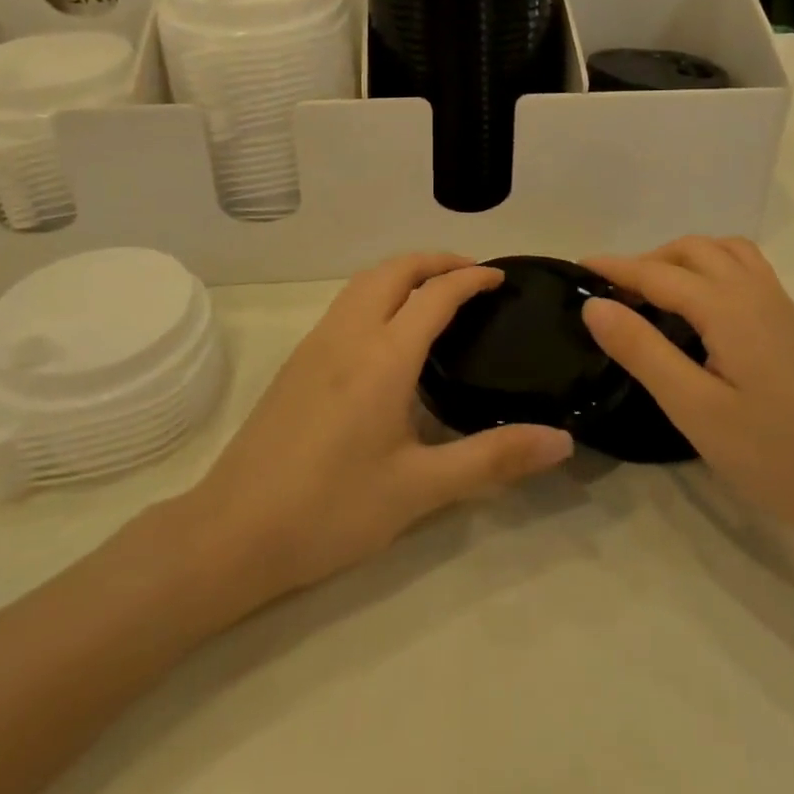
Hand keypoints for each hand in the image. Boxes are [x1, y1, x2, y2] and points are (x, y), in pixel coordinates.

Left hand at [187, 253, 573, 595]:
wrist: (231, 533)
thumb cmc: (331, 509)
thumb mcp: (421, 488)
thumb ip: (493, 458)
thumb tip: (561, 441)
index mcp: (384, 355)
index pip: (436, 293)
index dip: (471, 277)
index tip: (501, 278)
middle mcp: (348, 334)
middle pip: (394, 269)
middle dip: (436, 260)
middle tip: (472, 277)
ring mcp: (316, 344)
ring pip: (364, 281)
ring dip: (403, 272)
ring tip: (435, 294)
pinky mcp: (297, 362)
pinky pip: (346, 303)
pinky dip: (378, 292)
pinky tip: (389, 332)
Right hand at [582, 238, 793, 543]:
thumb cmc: (775, 455)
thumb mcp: (694, 408)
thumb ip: (642, 350)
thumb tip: (595, 304)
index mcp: (728, 308)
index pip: (658, 274)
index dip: (615, 268)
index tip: (576, 266)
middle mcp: (756, 292)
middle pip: (693, 250)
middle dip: (649, 260)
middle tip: (615, 293)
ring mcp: (781, 307)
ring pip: (725, 253)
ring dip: (684, 258)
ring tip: (656, 293)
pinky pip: (746, 270)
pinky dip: (713, 268)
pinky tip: (703, 310)